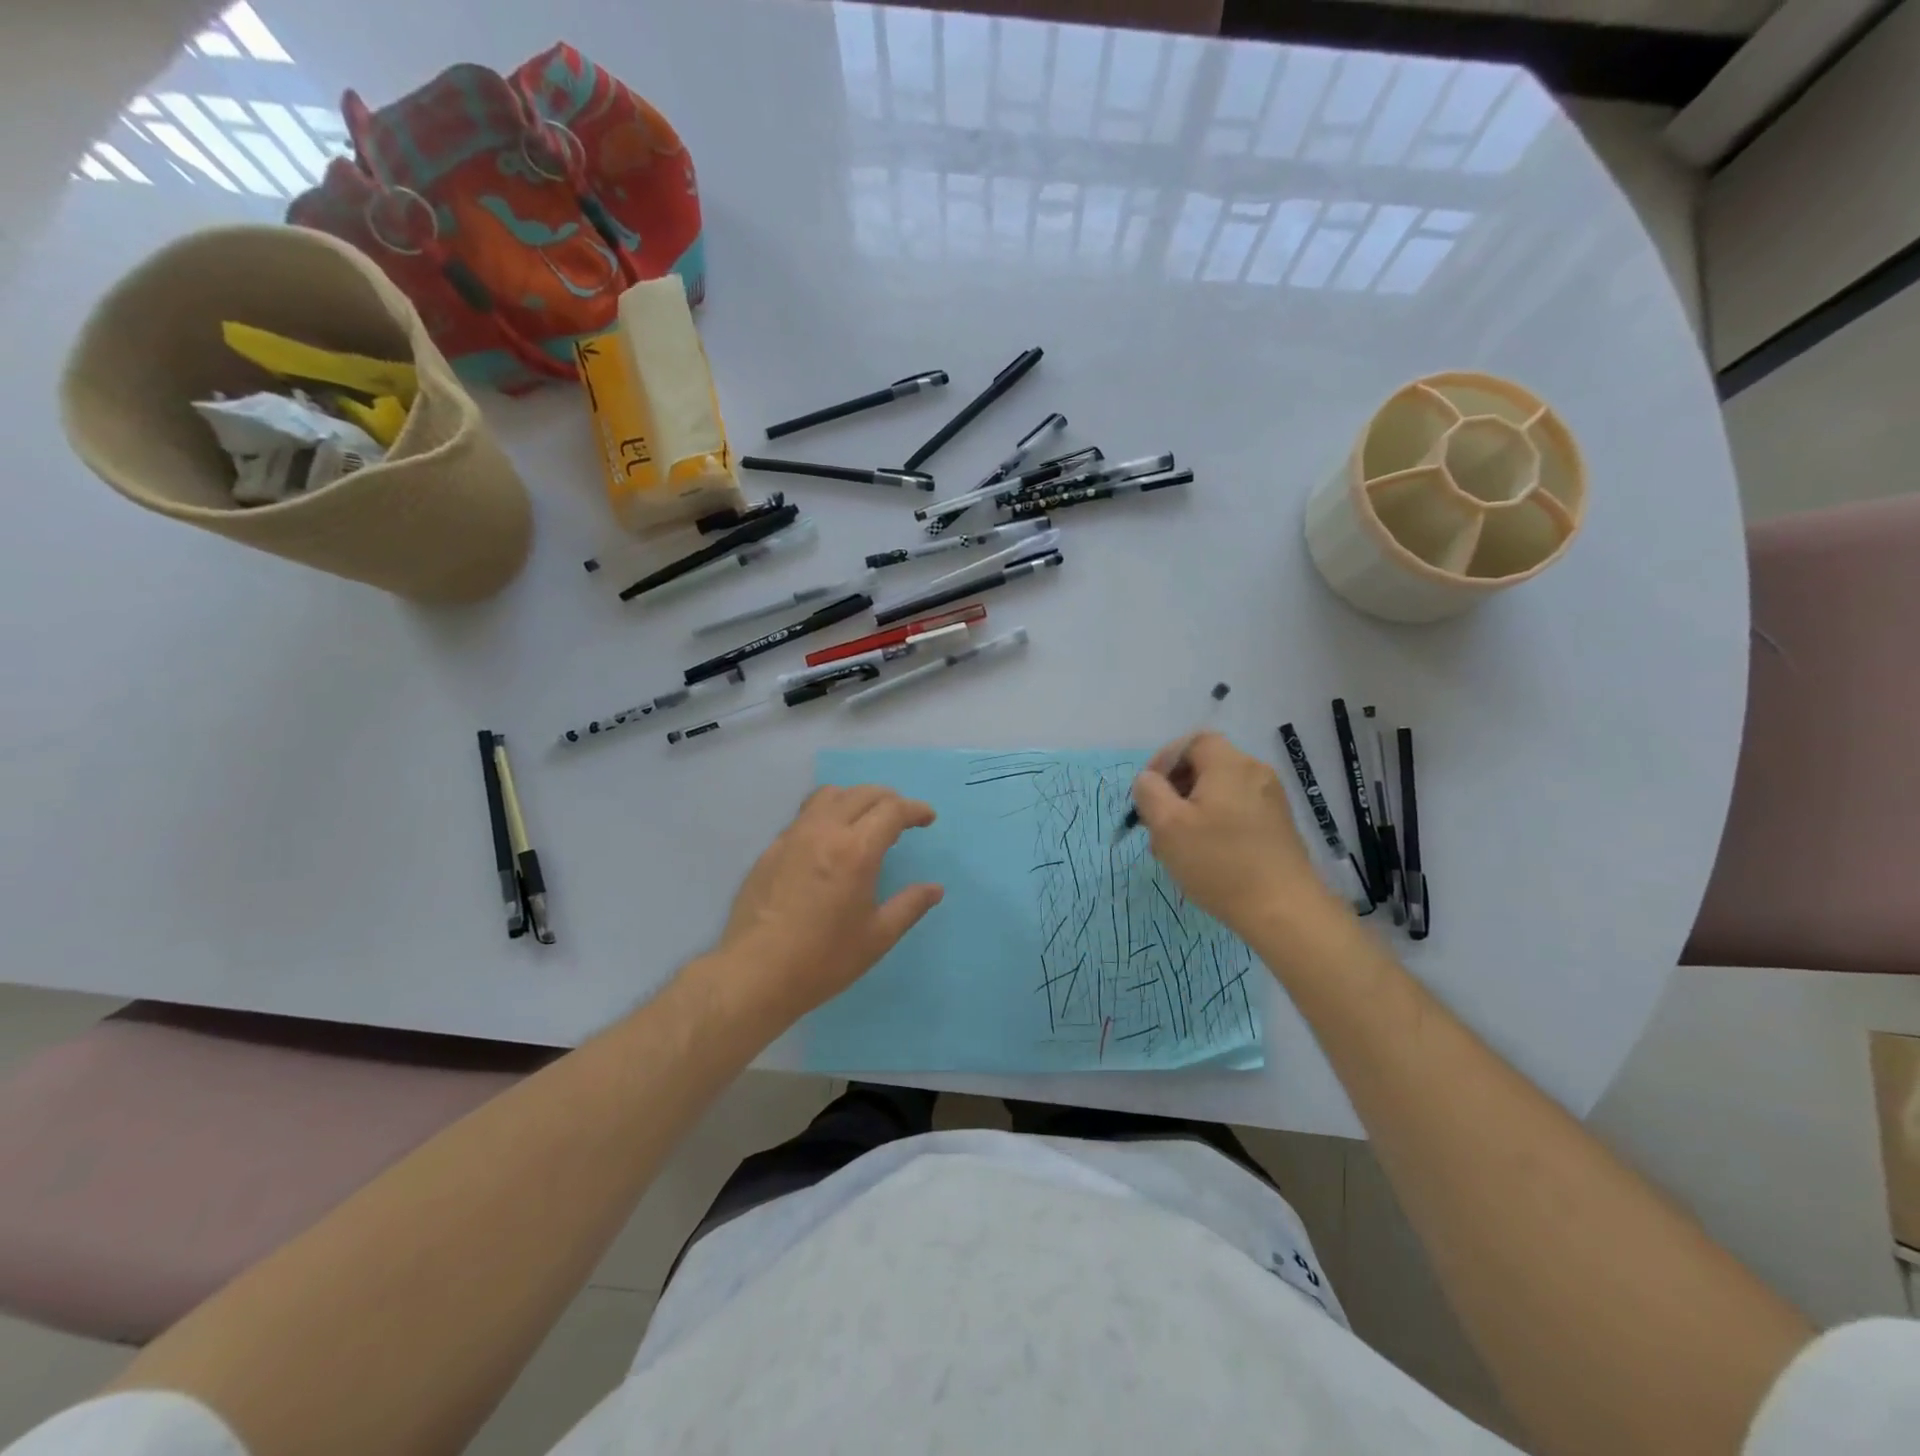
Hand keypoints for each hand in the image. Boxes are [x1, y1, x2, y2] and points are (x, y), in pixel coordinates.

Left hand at [712, 785, 943, 1024]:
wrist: (755, 974)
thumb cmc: (823, 959)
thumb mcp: (878, 937)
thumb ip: (910, 906)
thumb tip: (935, 889)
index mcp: (856, 850)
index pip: (892, 810)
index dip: (915, 810)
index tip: (927, 819)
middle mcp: (824, 831)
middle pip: (862, 794)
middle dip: (889, 799)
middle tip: (902, 818)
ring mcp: (793, 836)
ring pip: (829, 796)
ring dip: (855, 799)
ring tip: (865, 821)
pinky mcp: (772, 849)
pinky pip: (805, 816)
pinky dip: (827, 814)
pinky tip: (829, 842)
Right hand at [1131, 732, 1329, 933]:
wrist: (1284, 910)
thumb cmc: (1219, 862)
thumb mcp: (1167, 825)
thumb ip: (1149, 792)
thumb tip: (1149, 779)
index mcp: (1229, 765)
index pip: (1192, 742)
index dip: (1164, 760)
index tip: (1148, 793)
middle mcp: (1255, 773)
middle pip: (1206, 766)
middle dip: (1175, 790)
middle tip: (1157, 823)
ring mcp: (1271, 800)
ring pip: (1220, 791)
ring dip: (1192, 811)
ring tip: (1177, 847)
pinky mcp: (1278, 826)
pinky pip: (1237, 810)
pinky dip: (1215, 823)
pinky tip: (1206, 856)